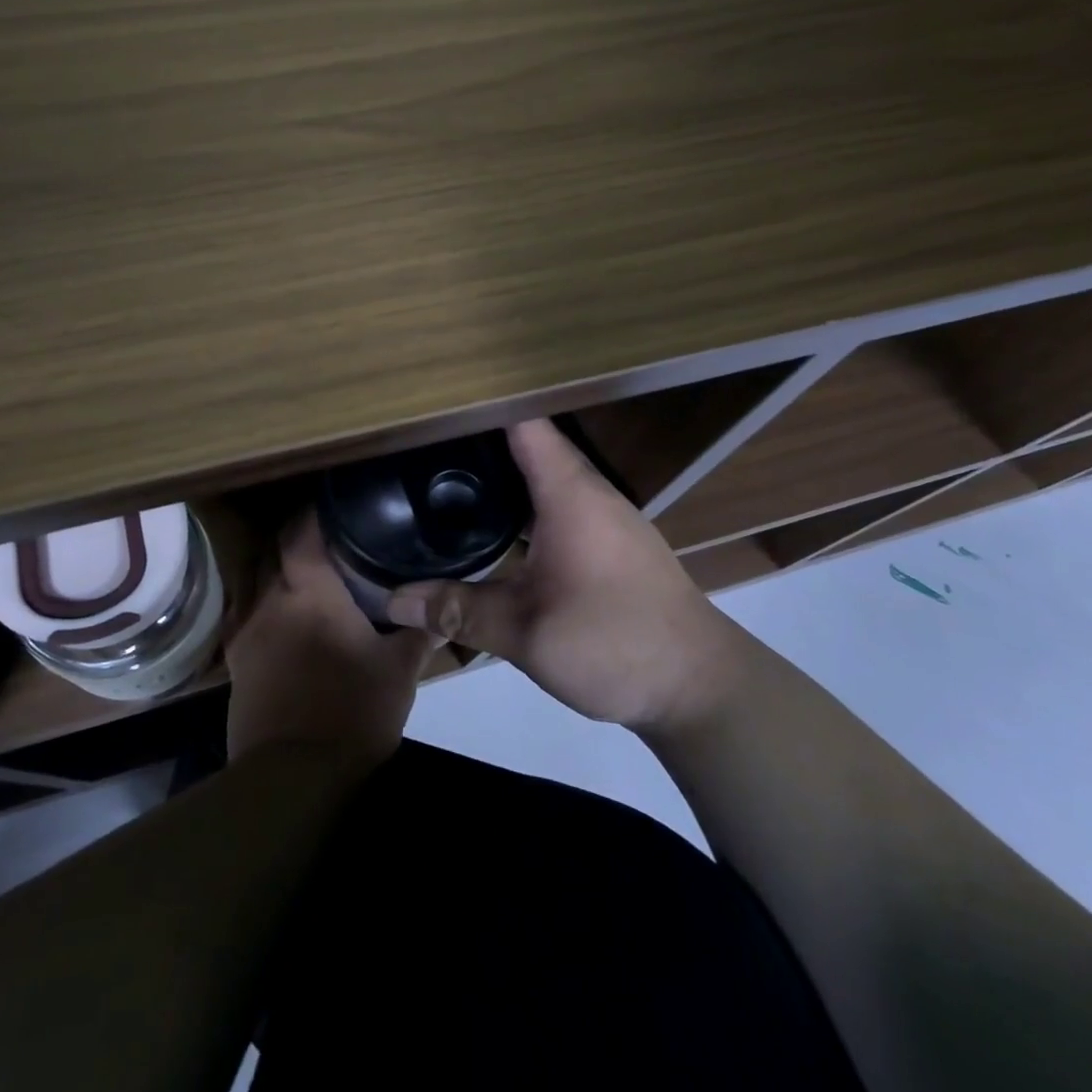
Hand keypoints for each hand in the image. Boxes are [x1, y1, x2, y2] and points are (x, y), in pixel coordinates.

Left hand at [226, 513, 437, 765]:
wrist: (293, 777)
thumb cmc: (352, 713)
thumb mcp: (399, 672)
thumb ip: (420, 632)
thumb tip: (444, 610)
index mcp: (310, 592)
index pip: (302, 532)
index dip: (315, 512)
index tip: (335, 504)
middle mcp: (270, 599)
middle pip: (272, 548)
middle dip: (294, 535)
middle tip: (325, 535)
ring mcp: (245, 629)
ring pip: (252, 576)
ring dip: (273, 564)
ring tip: (300, 567)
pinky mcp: (234, 660)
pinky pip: (241, 610)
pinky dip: (258, 599)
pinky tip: (277, 610)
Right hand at [386, 418, 734, 732]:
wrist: (698, 685)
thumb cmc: (614, 642)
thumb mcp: (526, 632)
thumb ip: (458, 610)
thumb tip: (393, 600)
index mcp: (569, 493)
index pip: (523, 423)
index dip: (481, 408)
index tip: (434, 405)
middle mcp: (588, 493)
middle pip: (530, 446)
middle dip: (479, 443)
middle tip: (421, 446)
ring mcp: (603, 518)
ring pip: (544, 478)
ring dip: (502, 476)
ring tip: (446, 479)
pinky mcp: (608, 544)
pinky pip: (556, 505)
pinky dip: (522, 505)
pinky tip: (493, 528)